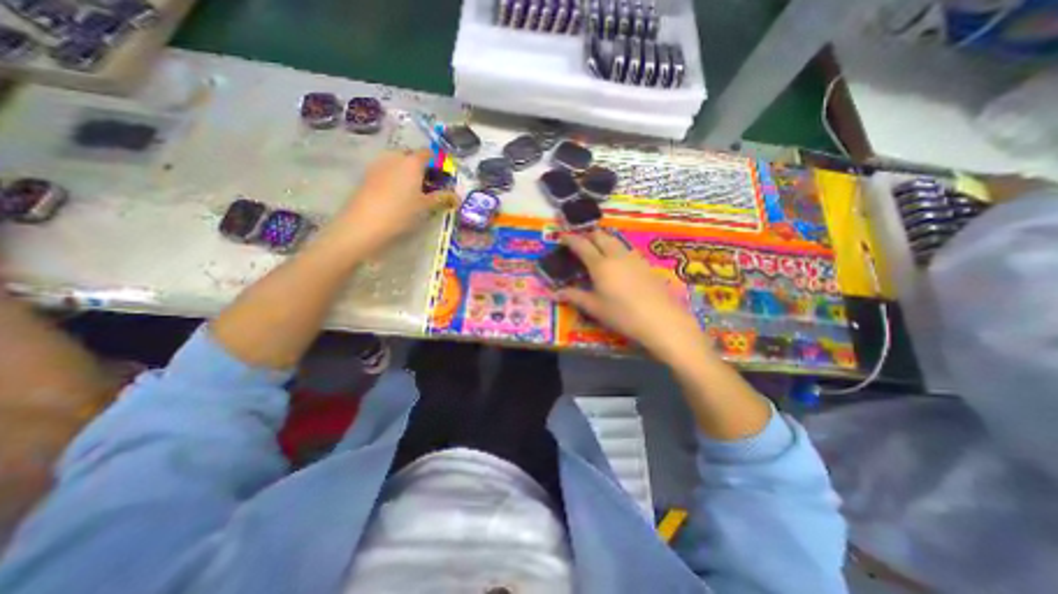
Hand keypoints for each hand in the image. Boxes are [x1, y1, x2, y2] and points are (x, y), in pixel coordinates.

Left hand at [323, 148, 454, 257]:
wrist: (365, 223)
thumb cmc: (402, 212)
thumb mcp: (425, 206)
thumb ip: (442, 198)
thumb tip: (457, 197)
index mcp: (412, 162)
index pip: (428, 153)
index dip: (436, 163)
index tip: (441, 177)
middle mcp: (395, 157)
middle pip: (410, 155)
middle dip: (419, 166)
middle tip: (427, 184)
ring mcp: (378, 164)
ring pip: (396, 162)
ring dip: (405, 171)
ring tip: (411, 190)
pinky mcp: (367, 174)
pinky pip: (385, 170)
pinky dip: (393, 177)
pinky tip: (395, 194)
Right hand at [556, 229, 704, 362]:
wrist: (661, 320)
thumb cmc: (622, 314)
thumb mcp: (595, 308)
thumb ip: (574, 297)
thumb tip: (554, 293)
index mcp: (600, 265)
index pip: (582, 245)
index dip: (570, 239)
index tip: (562, 237)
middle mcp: (616, 255)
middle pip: (600, 236)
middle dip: (588, 235)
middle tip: (579, 241)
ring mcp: (633, 258)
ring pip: (615, 240)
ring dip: (603, 239)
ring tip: (597, 246)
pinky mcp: (645, 264)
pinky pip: (626, 249)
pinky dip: (616, 248)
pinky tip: (617, 260)